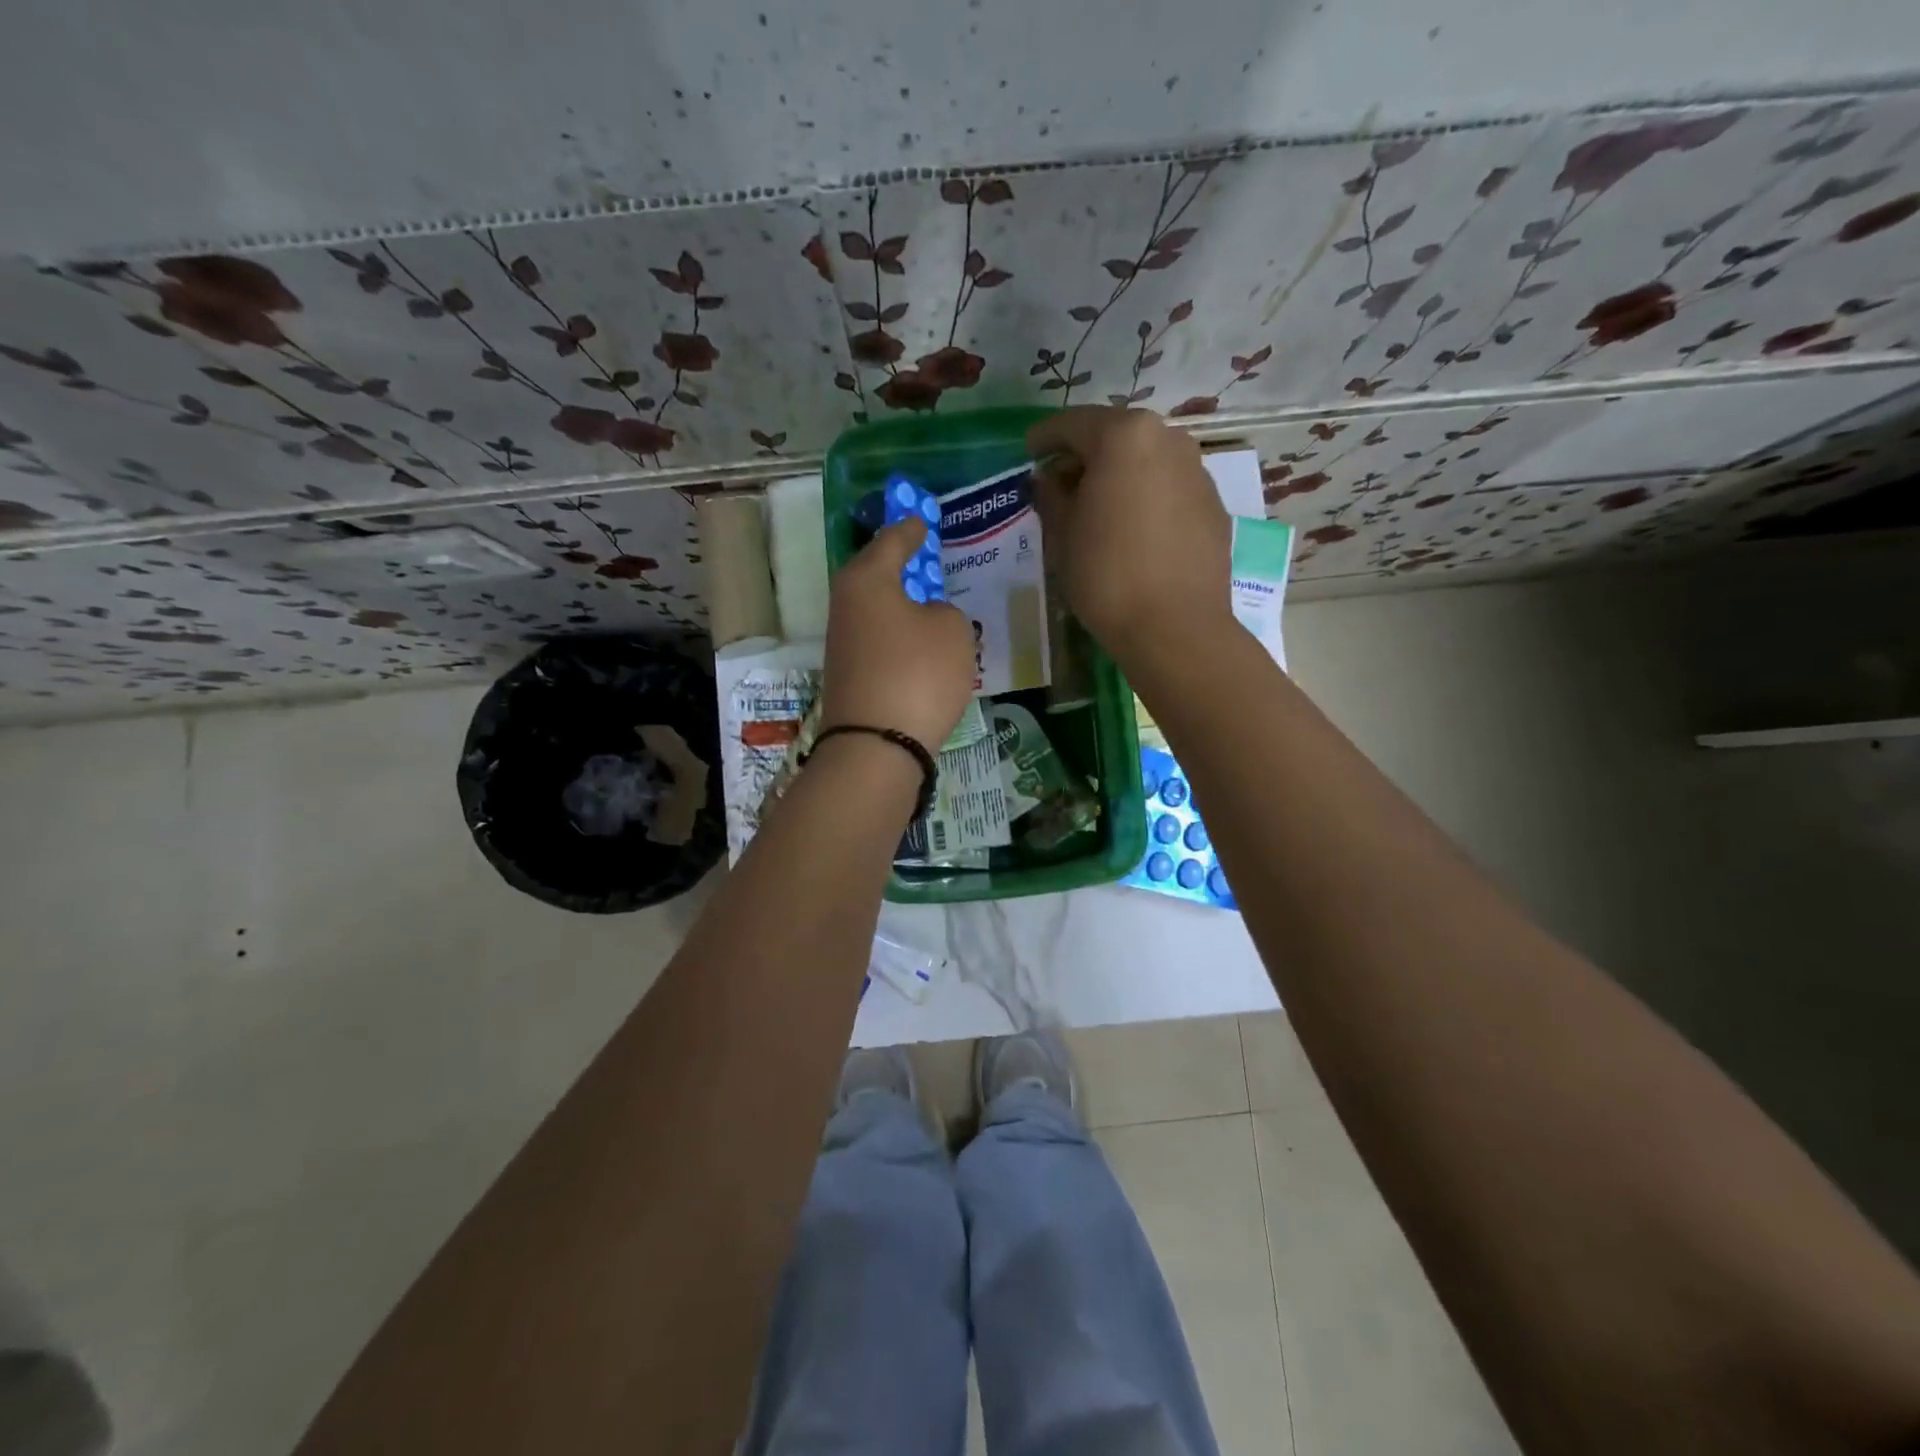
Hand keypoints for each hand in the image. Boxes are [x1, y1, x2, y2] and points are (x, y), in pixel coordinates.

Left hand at [819, 517, 975, 750]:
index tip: (922, 519)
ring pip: (877, 611)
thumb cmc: (917, 673)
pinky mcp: (848, 676)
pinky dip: (898, 637)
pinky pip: (879, 642)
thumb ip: (944, 611)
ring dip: (901, 605)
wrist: (876, 746)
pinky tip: (919, 645)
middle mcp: (846, 605)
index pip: (893, 540)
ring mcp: (843, 643)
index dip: (912, 528)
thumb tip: (926, 618)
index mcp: (867, 578)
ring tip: (930, 604)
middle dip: (901, 565)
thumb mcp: (951, 631)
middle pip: (876, 575)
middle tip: (926, 557)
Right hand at [1028, 407, 1232, 672]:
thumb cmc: (1106, 574)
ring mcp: (1197, 470)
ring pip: (1146, 461)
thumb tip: (1049, 479)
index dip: (1044, 438)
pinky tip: (1133, 530)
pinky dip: (1146, 497)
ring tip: (1098, 508)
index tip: (1028, 453)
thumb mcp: (1062, 535)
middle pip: (1114, 437)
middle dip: (1085, 455)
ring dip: (1119, 476)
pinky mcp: (1213, 505)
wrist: (1175, 627)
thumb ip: (1051, 495)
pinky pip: (1169, 488)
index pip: (1072, 424)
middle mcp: (1167, 439)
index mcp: (1124, 436)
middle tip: (1060, 484)